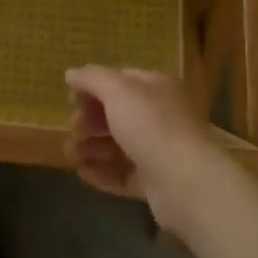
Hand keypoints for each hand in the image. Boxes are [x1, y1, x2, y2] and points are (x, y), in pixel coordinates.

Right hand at [65, 66, 241, 238]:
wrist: (186, 183)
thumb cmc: (151, 126)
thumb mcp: (117, 91)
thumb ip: (92, 78)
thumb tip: (71, 73)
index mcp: (155, 88)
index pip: (120, 80)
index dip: (93, 87)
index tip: (71, 99)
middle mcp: (159, 116)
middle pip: (116, 114)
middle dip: (90, 120)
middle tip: (74, 128)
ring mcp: (157, 150)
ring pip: (117, 145)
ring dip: (90, 147)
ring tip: (71, 154)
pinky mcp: (154, 182)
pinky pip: (122, 173)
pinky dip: (101, 172)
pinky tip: (83, 173)